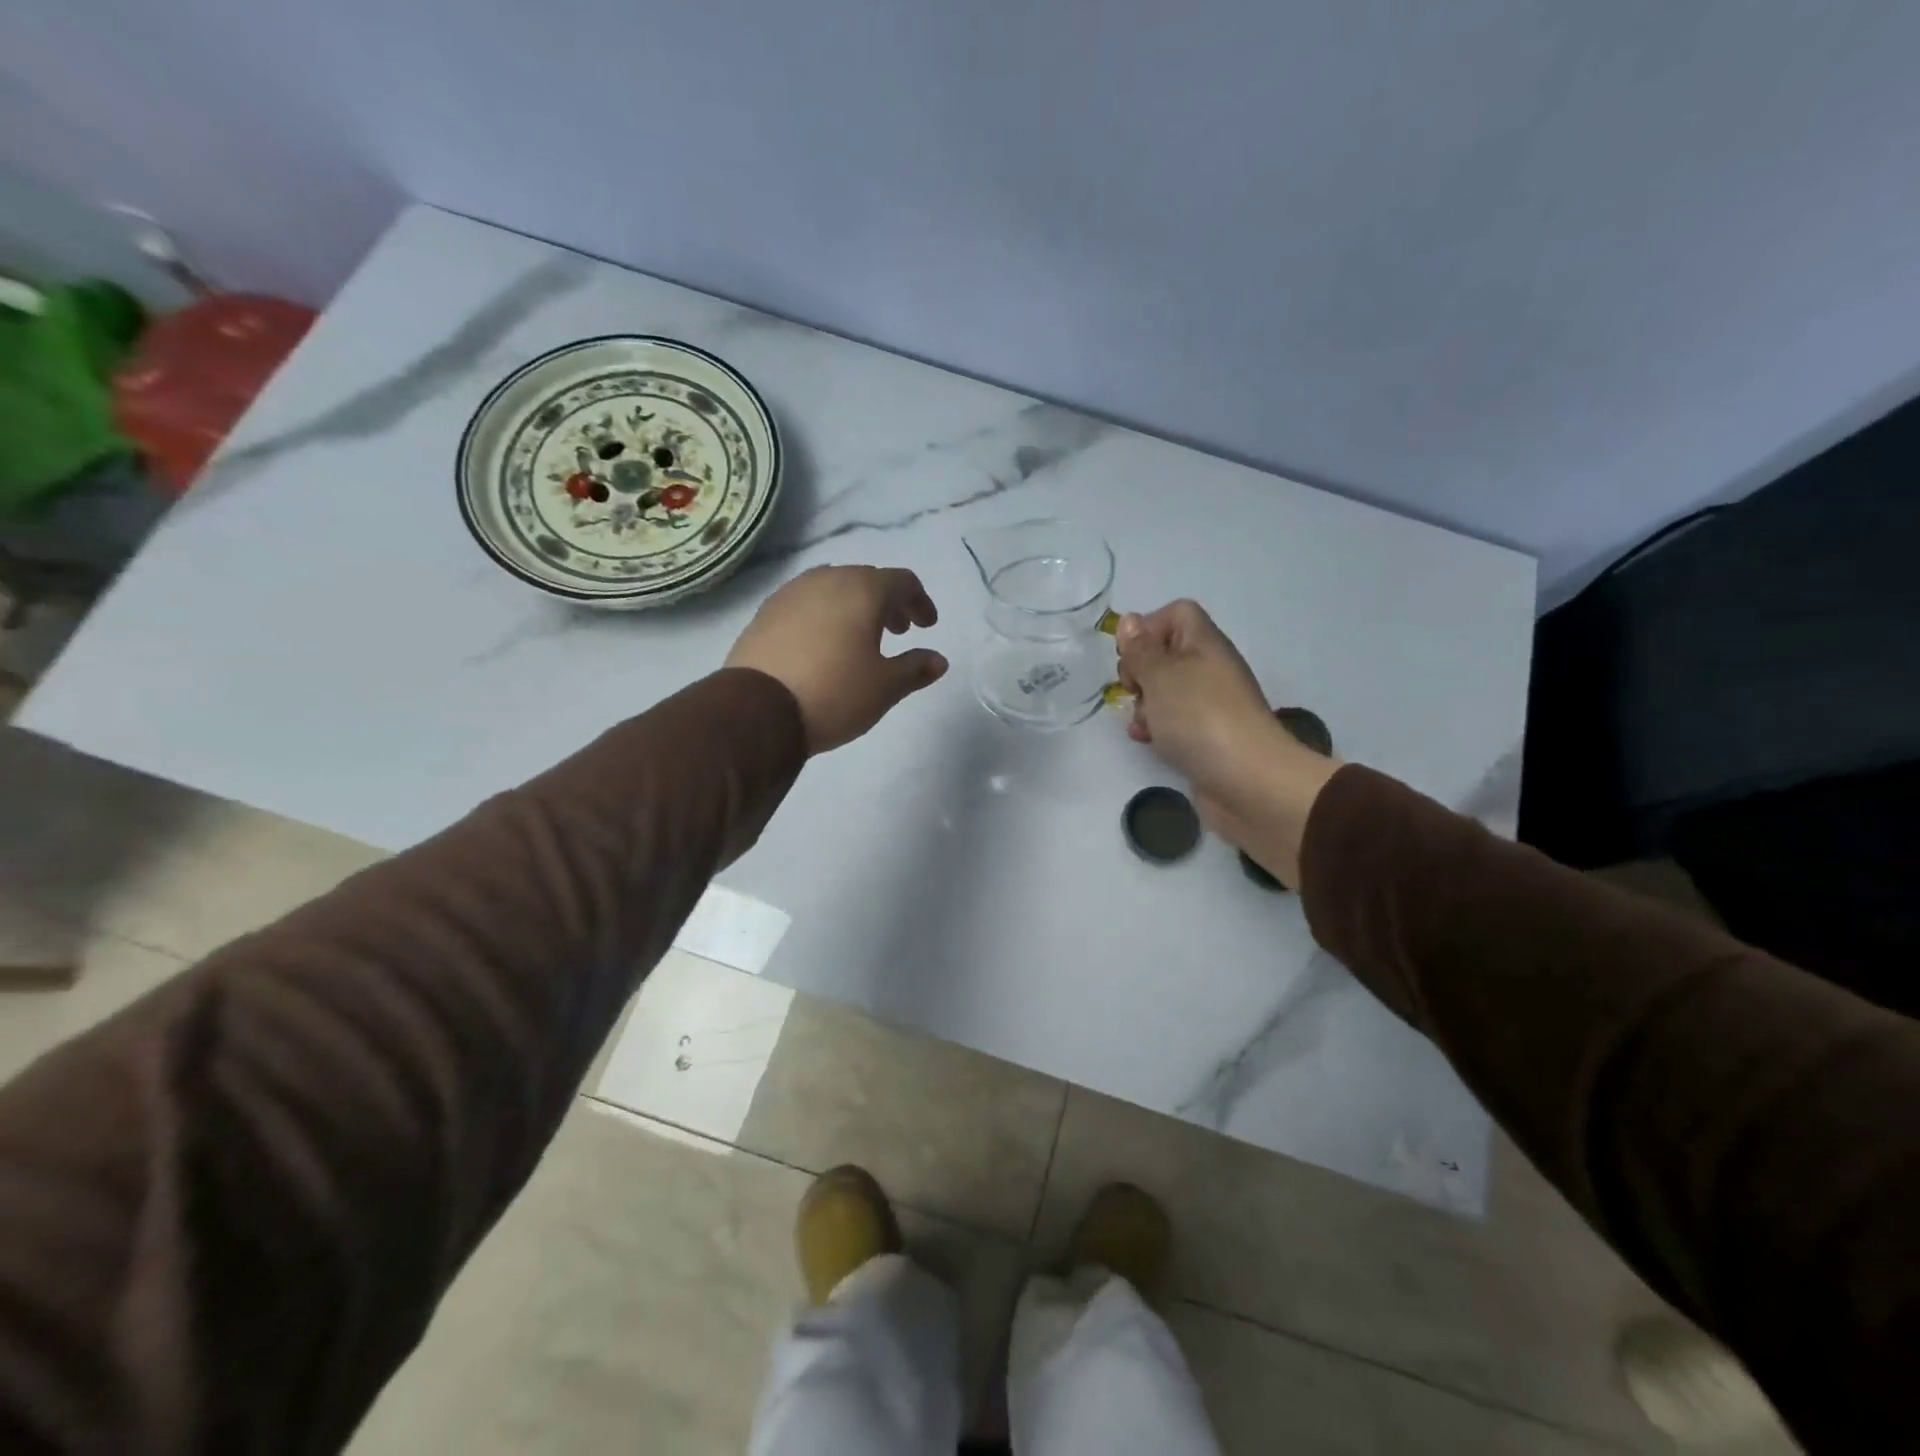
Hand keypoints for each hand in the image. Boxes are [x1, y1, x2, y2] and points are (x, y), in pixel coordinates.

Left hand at [726, 566, 947, 753]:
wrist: (758, 710)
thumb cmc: (835, 693)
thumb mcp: (885, 686)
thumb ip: (915, 668)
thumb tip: (938, 660)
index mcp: (863, 590)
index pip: (902, 581)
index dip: (920, 602)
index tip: (926, 626)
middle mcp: (827, 579)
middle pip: (867, 580)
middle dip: (888, 603)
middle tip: (898, 631)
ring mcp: (791, 593)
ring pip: (833, 588)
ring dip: (854, 606)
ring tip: (859, 637)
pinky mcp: (766, 612)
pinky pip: (806, 603)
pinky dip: (824, 615)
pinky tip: (822, 643)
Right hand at [1116, 599, 1337, 885]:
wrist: (1248, 782)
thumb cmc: (1200, 719)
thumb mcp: (1161, 676)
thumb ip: (1141, 649)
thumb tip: (1131, 622)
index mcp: (1205, 644)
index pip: (1176, 614)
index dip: (1149, 628)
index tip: (1132, 657)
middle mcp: (1210, 669)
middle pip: (1165, 653)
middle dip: (1140, 671)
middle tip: (1134, 690)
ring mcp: (1209, 705)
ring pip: (1164, 691)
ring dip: (1144, 704)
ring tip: (1141, 722)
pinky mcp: (1205, 736)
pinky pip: (1173, 721)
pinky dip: (1156, 728)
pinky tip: (1148, 741)